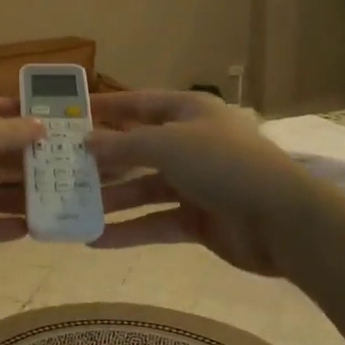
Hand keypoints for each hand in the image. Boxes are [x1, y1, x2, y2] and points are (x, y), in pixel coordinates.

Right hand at [86, 91, 292, 276]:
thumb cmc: (223, 165)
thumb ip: (123, 144)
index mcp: (190, 112)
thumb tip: (86, 142)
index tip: (71, 116)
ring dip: (111, 199)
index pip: (140, 104)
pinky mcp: (197, 220)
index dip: (107, 108)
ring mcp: (195, 183)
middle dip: (103, 160)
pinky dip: (129, 230)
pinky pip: (155, 222)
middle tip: (62, 169)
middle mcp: (191, 144)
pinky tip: (96, 240)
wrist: (281, 220)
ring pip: (143, 188)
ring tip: (72, 208)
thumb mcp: (168, 144)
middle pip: (138, 149)